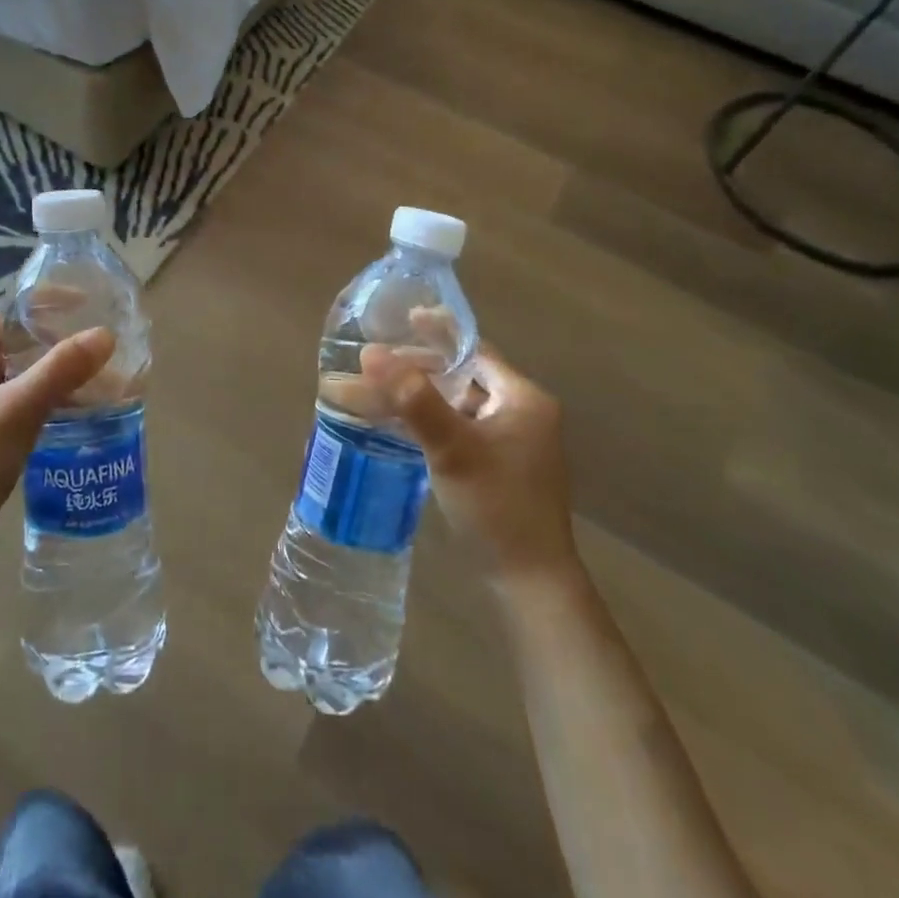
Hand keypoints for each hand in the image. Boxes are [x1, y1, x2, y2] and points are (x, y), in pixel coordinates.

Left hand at [0, 316, 115, 569]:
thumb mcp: (18, 410)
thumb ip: (61, 369)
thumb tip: (105, 334)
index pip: (9, 317)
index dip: (49, 307)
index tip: (89, 306)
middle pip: (16, 348)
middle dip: (58, 348)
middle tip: (99, 350)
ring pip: (17, 380)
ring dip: (54, 379)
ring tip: (96, 383)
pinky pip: (14, 407)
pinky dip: (43, 404)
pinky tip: (72, 414)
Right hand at [362, 342, 577, 586]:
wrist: (528, 581)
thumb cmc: (496, 506)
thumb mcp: (452, 448)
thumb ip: (413, 398)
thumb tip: (370, 352)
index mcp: (521, 398)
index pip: (475, 349)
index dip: (438, 332)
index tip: (404, 316)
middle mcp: (519, 413)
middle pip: (460, 375)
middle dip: (416, 368)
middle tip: (375, 359)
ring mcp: (508, 441)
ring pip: (454, 404)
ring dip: (416, 396)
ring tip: (373, 388)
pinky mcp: (494, 465)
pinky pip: (455, 428)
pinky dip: (426, 421)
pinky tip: (394, 422)